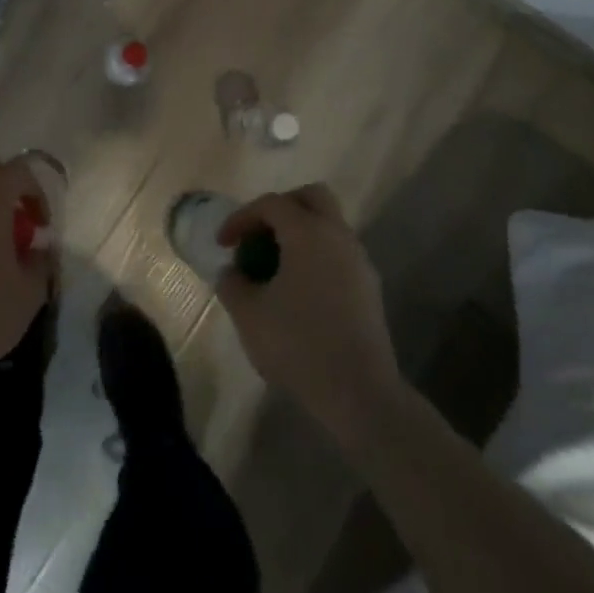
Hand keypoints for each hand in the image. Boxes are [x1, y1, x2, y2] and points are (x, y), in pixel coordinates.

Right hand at [216, 184, 400, 442]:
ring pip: (328, 225)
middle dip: (281, 208)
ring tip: (275, 266)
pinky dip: (316, 257)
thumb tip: (233, 273)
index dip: (242, 217)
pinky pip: (338, 253)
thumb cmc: (299, 346)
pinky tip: (300, 291)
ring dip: (300, 234)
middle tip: (258, 235)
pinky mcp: (370, 288)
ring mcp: (359, 261)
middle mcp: (337, 236)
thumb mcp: (249, 315)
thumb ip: (233, 284)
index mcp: (307, 233)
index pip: (270, 204)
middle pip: (311, 197)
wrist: (361, 395)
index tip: (223, 244)